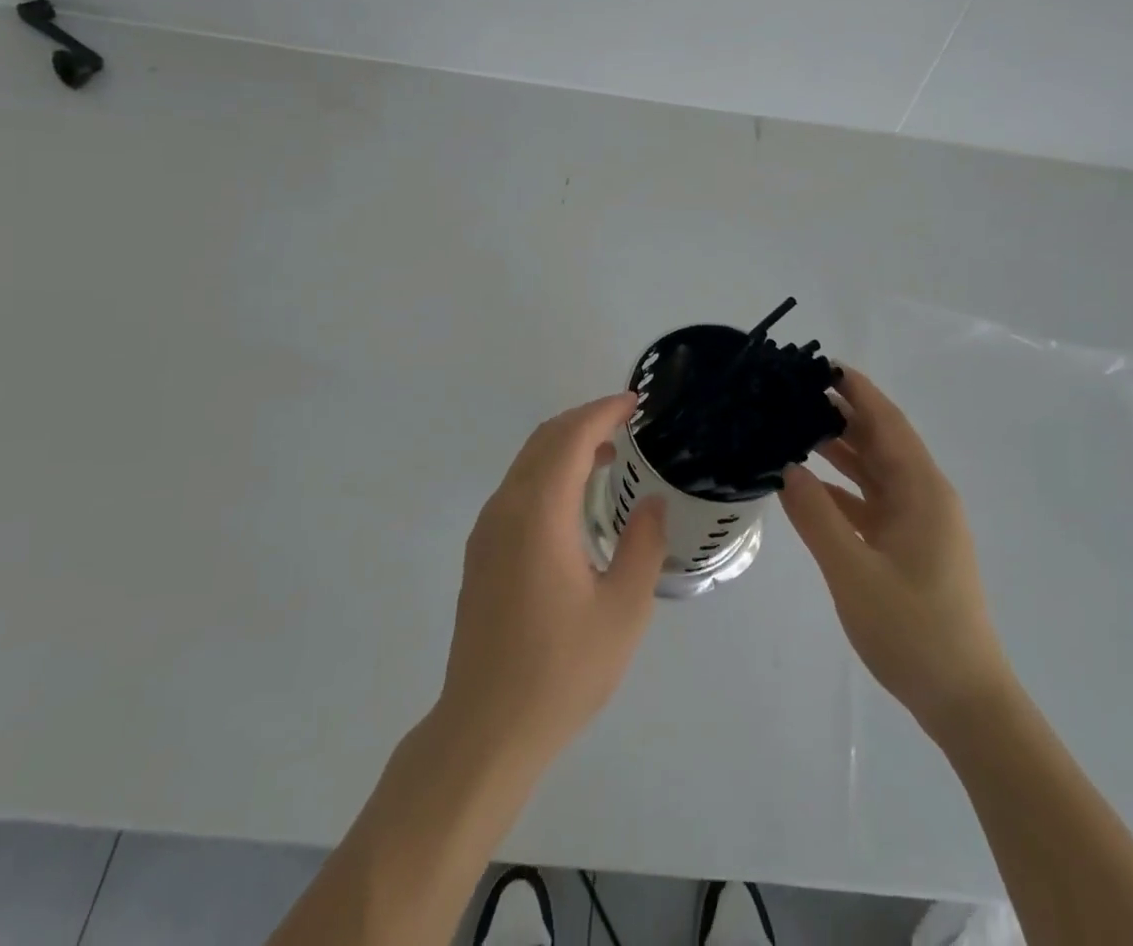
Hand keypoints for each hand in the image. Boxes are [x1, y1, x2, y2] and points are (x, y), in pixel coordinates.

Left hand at [436, 394, 666, 772]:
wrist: (485, 729)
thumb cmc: (562, 669)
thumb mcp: (623, 610)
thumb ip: (642, 544)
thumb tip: (650, 501)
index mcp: (539, 513)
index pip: (570, 437)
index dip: (603, 411)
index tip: (635, 403)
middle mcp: (506, 508)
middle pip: (543, 440)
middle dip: (584, 420)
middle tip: (626, 422)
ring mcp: (487, 530)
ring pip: (526, 462)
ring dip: (565, 445)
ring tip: (608, 454)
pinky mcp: (481, 552)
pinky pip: (517, 488)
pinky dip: (548, 471)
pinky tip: (574, 498)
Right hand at [780, 369, 1011, 739]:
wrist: (964, 702)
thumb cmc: (914, 632)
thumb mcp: (855, 573)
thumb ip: (817, 518)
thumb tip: (786, 468)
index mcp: (922, 492)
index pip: (887, 423)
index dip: (858, 391)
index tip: (821, 365)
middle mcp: (923, 497)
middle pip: (881, 441)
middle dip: (842, 413)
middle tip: (793, 394)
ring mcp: (917, 524)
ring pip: (874, 471)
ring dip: (840, 449)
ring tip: (792, 427)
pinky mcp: (908, 547)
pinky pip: (870, 503)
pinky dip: (840, 488)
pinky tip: (806, 485)